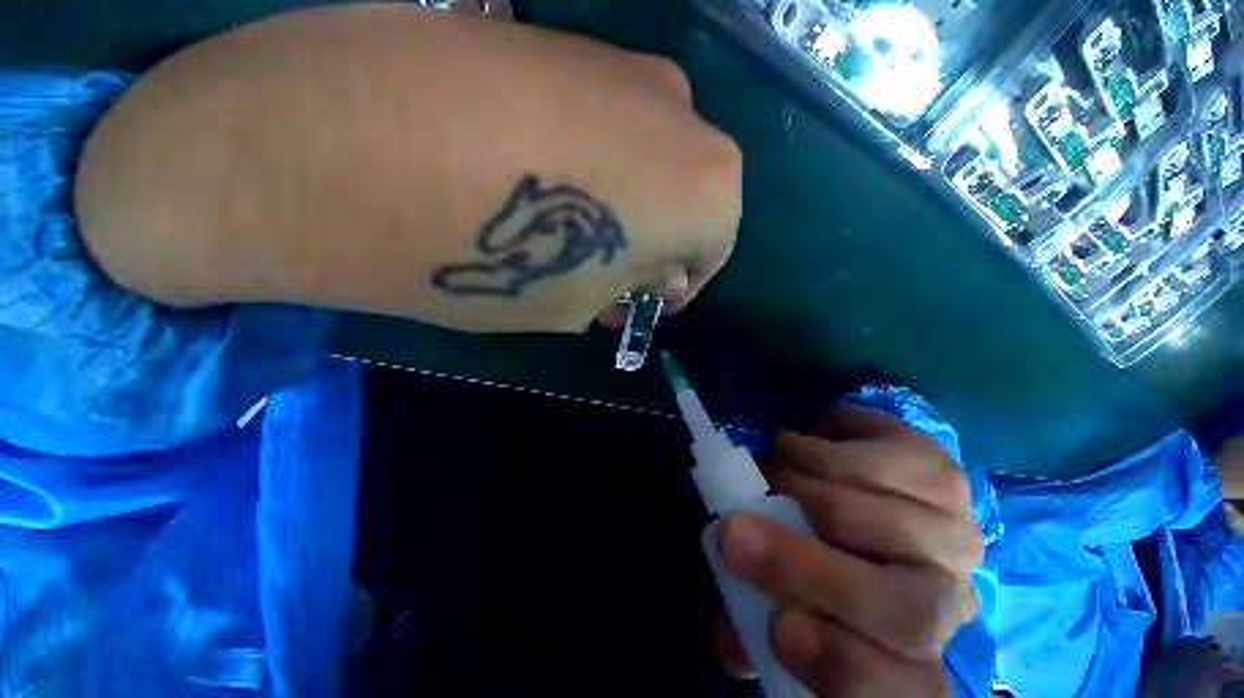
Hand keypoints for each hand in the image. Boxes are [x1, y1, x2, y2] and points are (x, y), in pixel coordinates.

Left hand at [76, 5, 739, 331]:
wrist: (336, 143)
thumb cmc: (491, 257)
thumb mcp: (575, 304)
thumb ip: (626, 284)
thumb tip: (644, 276)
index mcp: (705, 188)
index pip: (716, 246)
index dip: (683, 282)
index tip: (650, 302)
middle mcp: (682, 116)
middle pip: (687, 199)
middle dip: (655, 246)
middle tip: (609, 279)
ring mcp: (622, 66)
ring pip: (647, 159)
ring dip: (623, 208)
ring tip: (567, 242)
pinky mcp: (563, 41)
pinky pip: (602, 124)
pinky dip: (588, 167)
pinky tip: (534, 188)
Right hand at [713, 407, 981, 695]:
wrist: (872, 497)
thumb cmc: (820, 558)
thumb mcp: (780, 596)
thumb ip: (753, 622)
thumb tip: (728, 638)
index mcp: (904, 655)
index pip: (895, 690)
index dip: (839, 666)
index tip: (778, 630)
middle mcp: (949, 605)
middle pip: (901, 610)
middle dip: (798, 566)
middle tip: (732, 529)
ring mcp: (955, 534)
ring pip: (863, 513)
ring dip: (795, 482)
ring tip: (771, 470)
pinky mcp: (942, 473)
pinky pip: (870, 454)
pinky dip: (819, 445)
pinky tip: (805, 445)